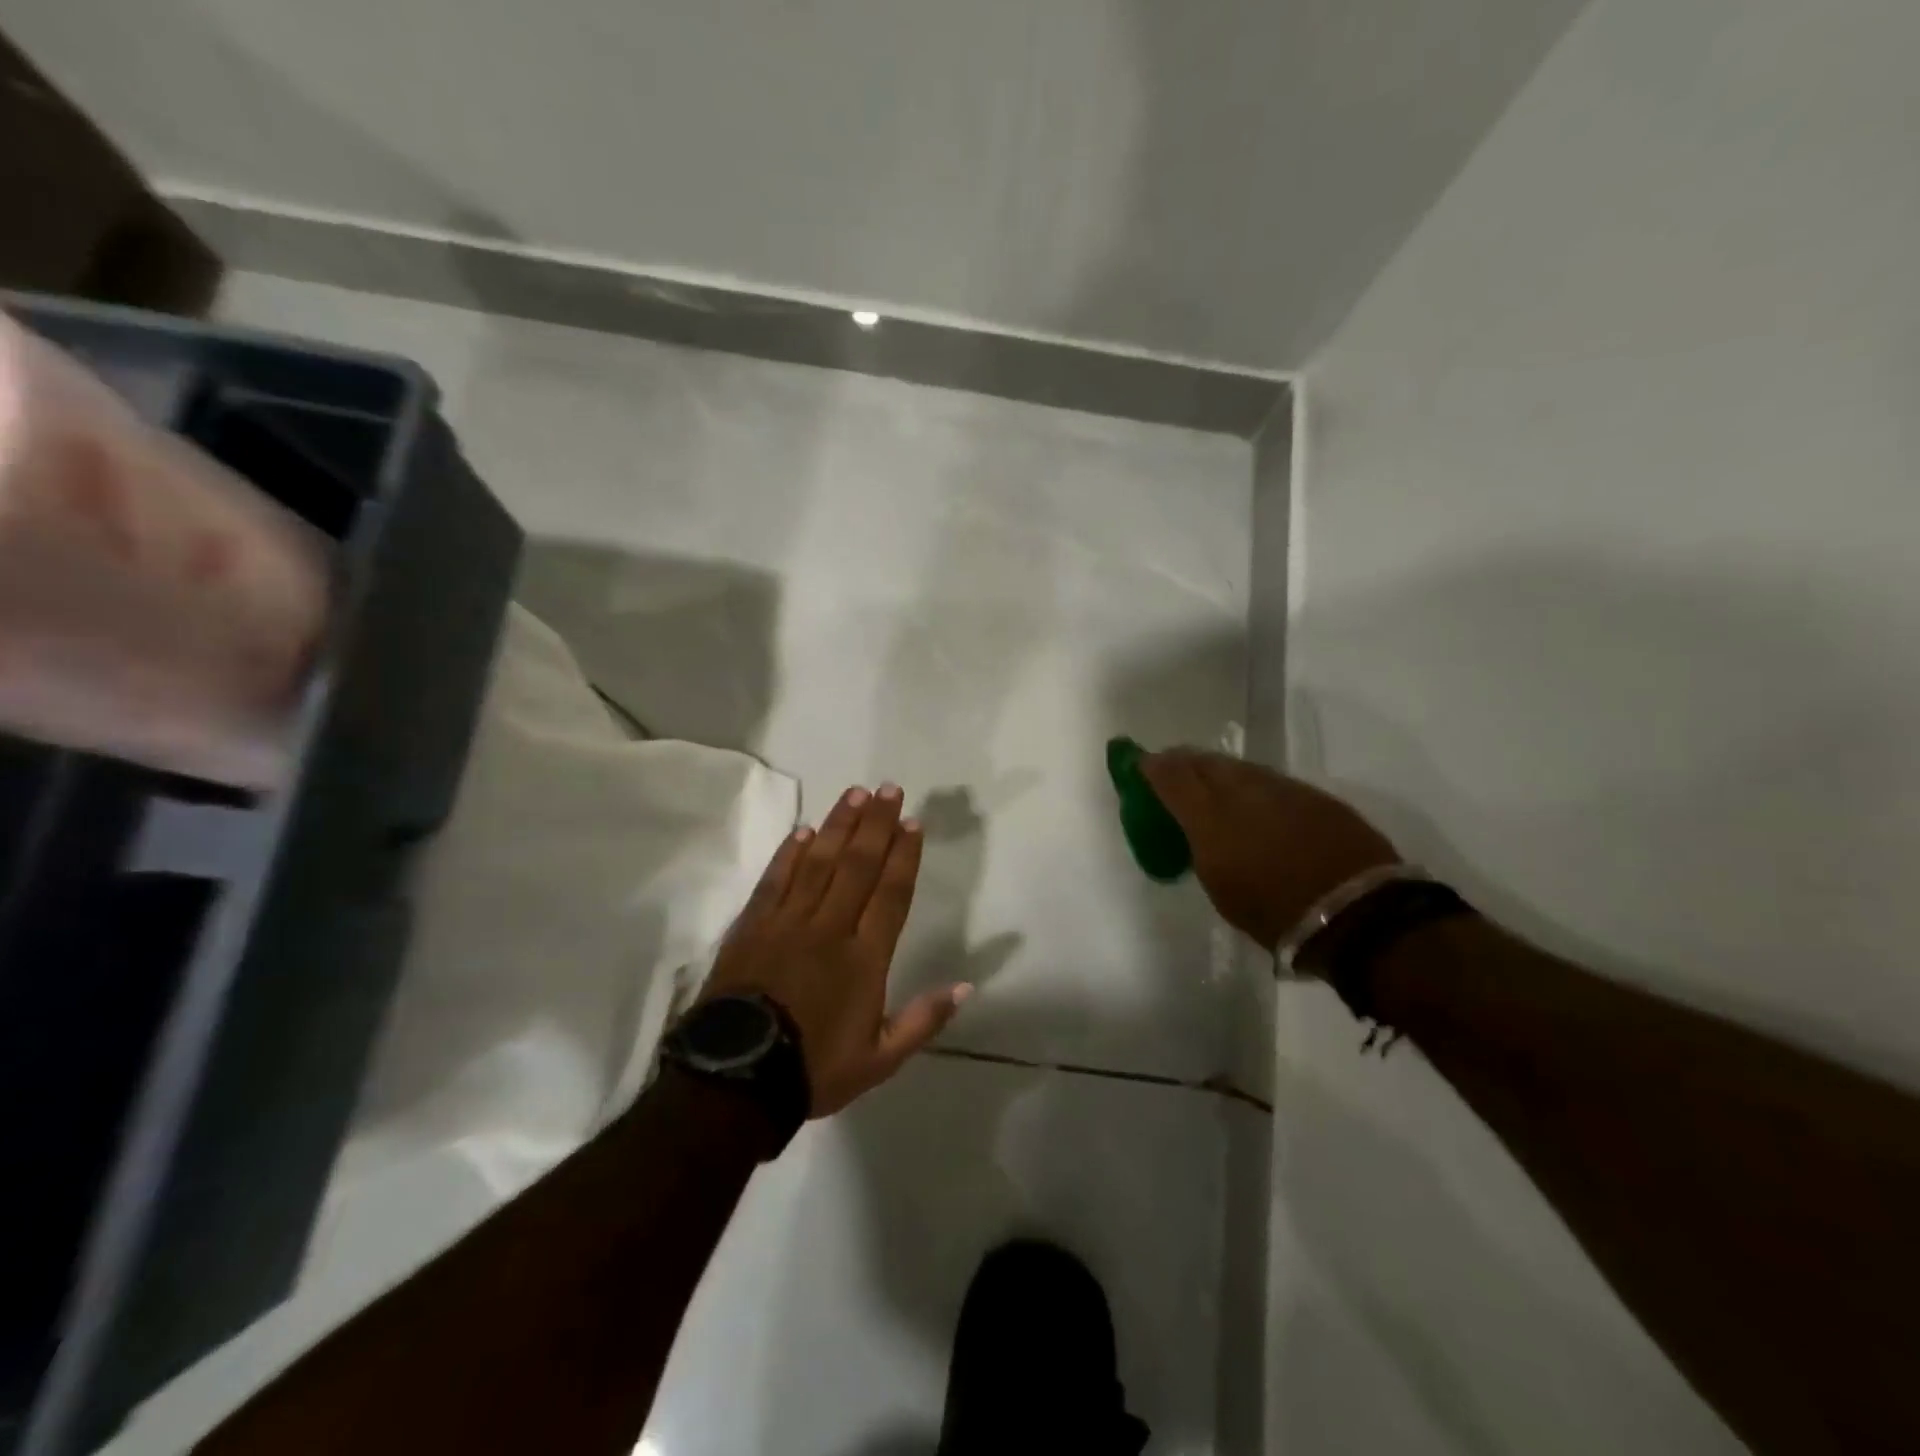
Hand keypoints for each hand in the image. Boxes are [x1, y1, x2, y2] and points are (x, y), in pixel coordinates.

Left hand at [702, 783, 971, 1116]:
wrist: (737, 1080)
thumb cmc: (814, 1068)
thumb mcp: (880, 1060)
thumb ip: (924, 1020)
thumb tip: (966, 986)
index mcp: (864, 958)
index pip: (890, 895)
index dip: (903, 856)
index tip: (912, 822)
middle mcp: (830, 928)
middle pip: (858, 866)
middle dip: (876, 825)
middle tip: (888, 789)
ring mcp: (788, 923)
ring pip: (819, 863)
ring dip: (839, 826)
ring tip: (855, 794)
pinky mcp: (753, 926)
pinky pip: (776, 880)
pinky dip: (790, 853)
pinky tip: (804, 830)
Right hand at [1141, 749, 1399, 955]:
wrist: (1356, 913)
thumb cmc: (1275, 913)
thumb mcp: (1220, 886)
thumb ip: (1202, 847)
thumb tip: (1201, 830)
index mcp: (1210, 817)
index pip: (1171, 775)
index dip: (1152, 766)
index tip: (1141, 764)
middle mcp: (1242, 791)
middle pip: (1204, 761)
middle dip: (1184, 762)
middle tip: (1174, 771)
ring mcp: (1281, 788)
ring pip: (1239, 767)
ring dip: (1220, 772)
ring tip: (1213, 785)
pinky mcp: (1313, 795)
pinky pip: (1270, 781)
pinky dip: (1253, 786)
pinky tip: (1256, 802)